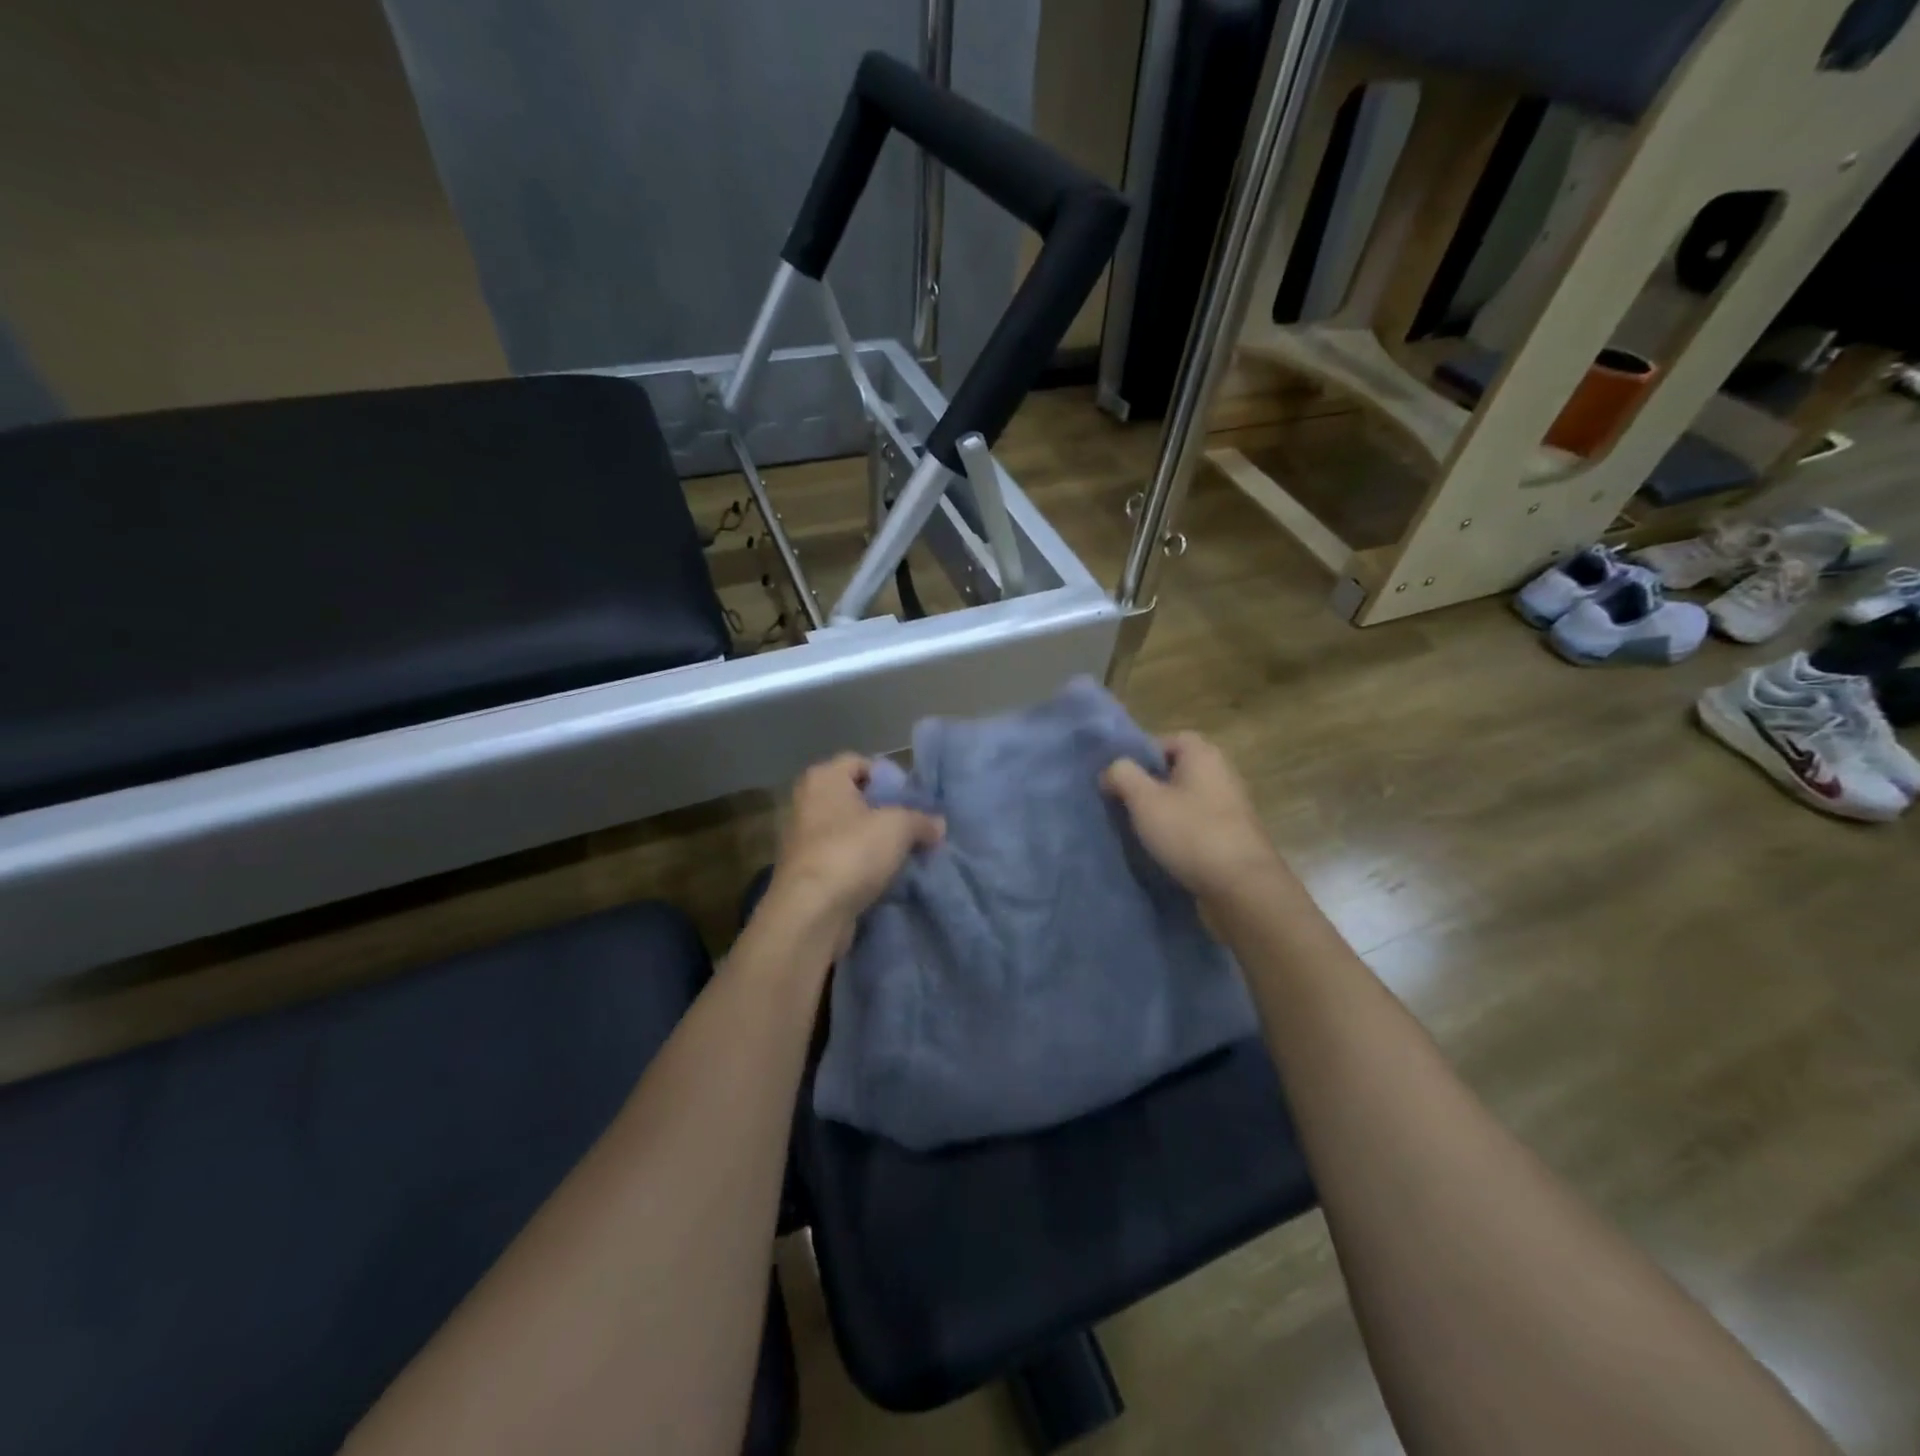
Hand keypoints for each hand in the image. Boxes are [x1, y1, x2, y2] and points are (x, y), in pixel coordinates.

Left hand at [767, 755, 944, 929]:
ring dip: (875, 842)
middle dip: (885, 812)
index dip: (889, 777)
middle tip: (914, 827)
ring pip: (850, 831)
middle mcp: (808, 802)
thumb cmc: (852, 852)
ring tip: (904, 855)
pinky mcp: (807, 872)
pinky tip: (885, 877)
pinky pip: (843, 859)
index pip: (860, 762)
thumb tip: (938, 825)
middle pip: (856, 798)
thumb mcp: (899, 827)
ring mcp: (803, 839)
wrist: (811, 913)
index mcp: (824, 778)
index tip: (912, 800)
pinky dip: (862, 866)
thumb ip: (922, 820)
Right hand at [1102, 732, 1281, 903]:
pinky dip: (1182, 831)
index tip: (1122, 779)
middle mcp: (1222, 773)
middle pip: (1177, 769)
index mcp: (1203, 755)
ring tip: (1142, 830)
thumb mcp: (1144, 800)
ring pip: (1187, 798)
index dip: (1142, 755)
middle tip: (1126, 804)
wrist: (1242, 886)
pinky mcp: (1234, 835)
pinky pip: (1199, 822)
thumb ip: (1122, 775)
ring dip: (1165, 810)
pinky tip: (1166, 849)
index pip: (1168, 739)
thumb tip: (1112, 770)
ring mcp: (1232, 805)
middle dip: (1150, 785)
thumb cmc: (1191, 833)